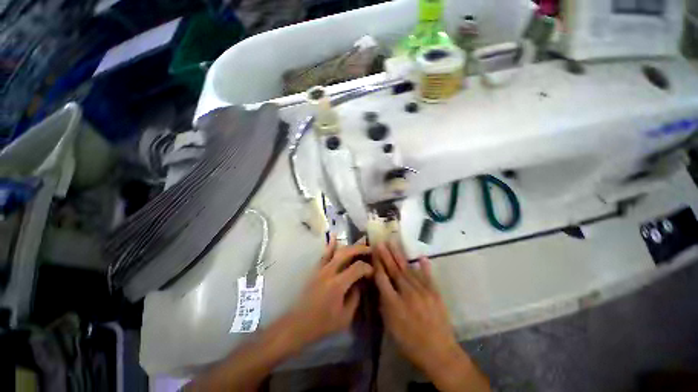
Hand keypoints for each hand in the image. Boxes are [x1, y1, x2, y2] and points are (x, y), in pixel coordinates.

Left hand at [285, 236, 373, 347]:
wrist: (298, 324)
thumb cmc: (322, 324)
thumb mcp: (345, 317)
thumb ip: (355, 297)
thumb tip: (361, 283)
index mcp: (338, 284)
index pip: (357, 268)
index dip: (368, 268)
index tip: (373, 272)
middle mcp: (329, 272)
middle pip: (347, 253)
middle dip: (361, 249)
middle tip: (370, 250)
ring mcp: (321, 269)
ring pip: (337, 251)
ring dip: (350, 246)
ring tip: (360, 244)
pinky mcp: (316, 269)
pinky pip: (324, 254)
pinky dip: (330, 245)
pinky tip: (334, 236)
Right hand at [373, 242, 458, 369]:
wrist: (440, 353)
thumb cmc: (410, 343)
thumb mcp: (391, 328)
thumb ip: (385, 305)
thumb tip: (380, 287)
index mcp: (394, 303)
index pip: (383, 278)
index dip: (377, 264)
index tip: (374, 252)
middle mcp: (407, 293)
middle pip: (394, 270)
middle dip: (386, 255)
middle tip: (381, 242)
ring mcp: (423, 291)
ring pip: (408, 269)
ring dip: (399, 255)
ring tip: (393, 243)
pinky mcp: (435, 293)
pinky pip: (428, 276)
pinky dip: (424, 266)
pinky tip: (421, 257)